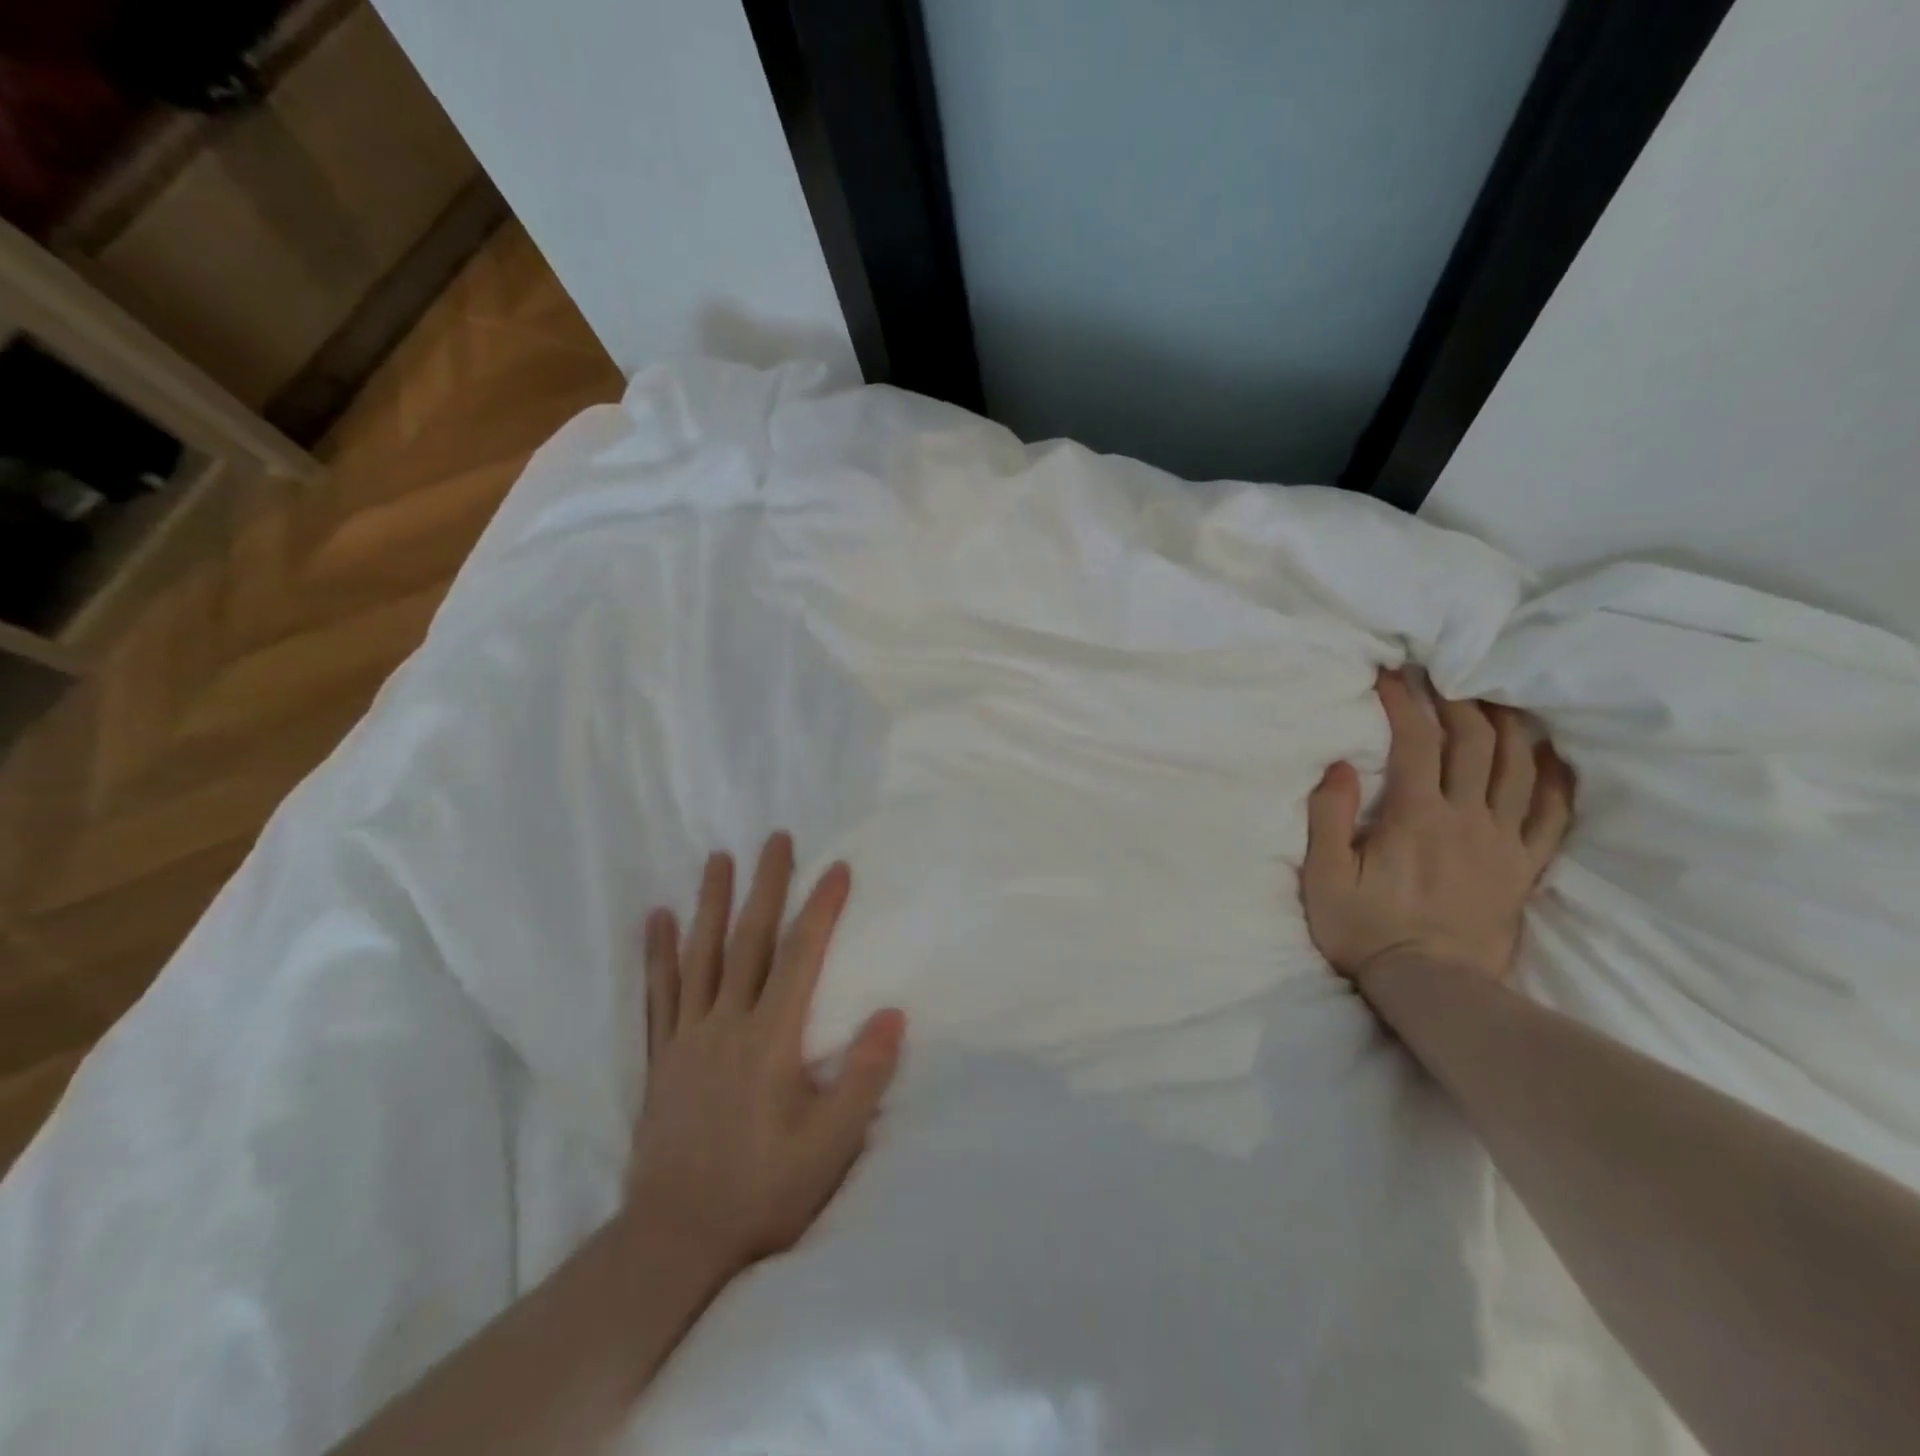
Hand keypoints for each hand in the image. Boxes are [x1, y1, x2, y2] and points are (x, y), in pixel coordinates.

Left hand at [625, 833, 905, 1280]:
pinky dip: (658, 954)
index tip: (837, 867)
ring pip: (701, 955)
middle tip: (775, 839)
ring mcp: (687, 1038)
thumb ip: (862, 1077)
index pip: (801, 957)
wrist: (673, 1243)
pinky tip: (656, 920)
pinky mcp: (661, 1058)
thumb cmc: (763, 1194)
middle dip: (766, 885)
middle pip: (749, 940)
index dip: (821, 908)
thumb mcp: (830, 1147)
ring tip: (718, 858)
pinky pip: (658, 994)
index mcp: (770, 1040)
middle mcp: (726, 1025)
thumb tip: (893, 1013)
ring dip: (711, 903)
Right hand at [1303, 671, 1574, 986]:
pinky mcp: (1524, 867)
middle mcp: (1467, 818)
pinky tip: (1552, 756)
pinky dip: (1555, 779)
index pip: (1416, 741)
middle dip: (1458, 700)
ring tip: (1497, 698)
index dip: (1404, 700)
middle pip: (1475, 742)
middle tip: (1443, 675)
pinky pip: (1552, 814)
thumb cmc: (1365, 929)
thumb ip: (1328, 817)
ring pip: (1519, 767)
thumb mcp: (1325, 877)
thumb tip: (1340, 766)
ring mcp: (1504, 842)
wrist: (1432, 988)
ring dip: (1509, 726)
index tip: (1391, 674)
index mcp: (1416, 816)